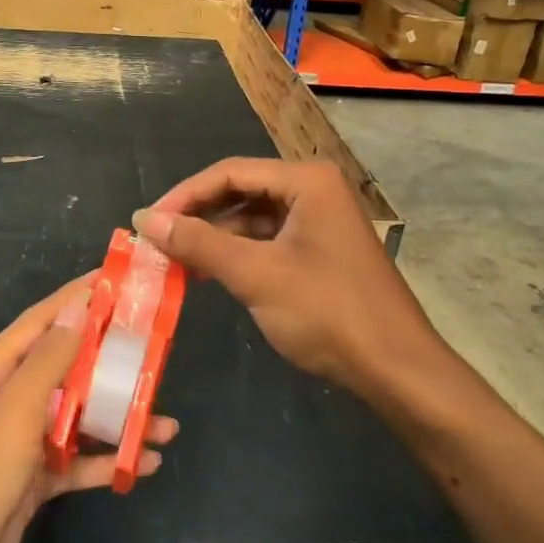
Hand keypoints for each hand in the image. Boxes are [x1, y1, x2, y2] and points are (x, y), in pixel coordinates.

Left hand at [0, 276, 178, 542]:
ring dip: (117, 417)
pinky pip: (75, 461)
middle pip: (65, 367)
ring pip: (76, 416)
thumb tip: (78, 306)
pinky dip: (106, 459)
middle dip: (109, 359)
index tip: (120, 280)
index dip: (79, 297)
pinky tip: (144, 464)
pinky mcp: (29, 484)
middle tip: (158, 351)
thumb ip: (48, 361)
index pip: (42, 320)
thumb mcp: (11, 416)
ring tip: (166, 422)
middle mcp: (4, 400)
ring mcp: (16, 444)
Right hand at [132, 158, 435, 393]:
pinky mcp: (320, 249)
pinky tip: (209, 272)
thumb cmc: (328, 312)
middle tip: (157, 240)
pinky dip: (238, 253)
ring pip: (252, 217)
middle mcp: (314, 189)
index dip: (184, 195)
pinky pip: (268, 239)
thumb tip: (145, 219)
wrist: (398, 370)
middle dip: (198, 215)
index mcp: (306, 180)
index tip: (147, 221)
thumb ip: (199, 243)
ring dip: (215, 236)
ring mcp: (320, 220)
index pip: (230, 172)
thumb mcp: (256, 275)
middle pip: (241, 190)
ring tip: (175, 259)